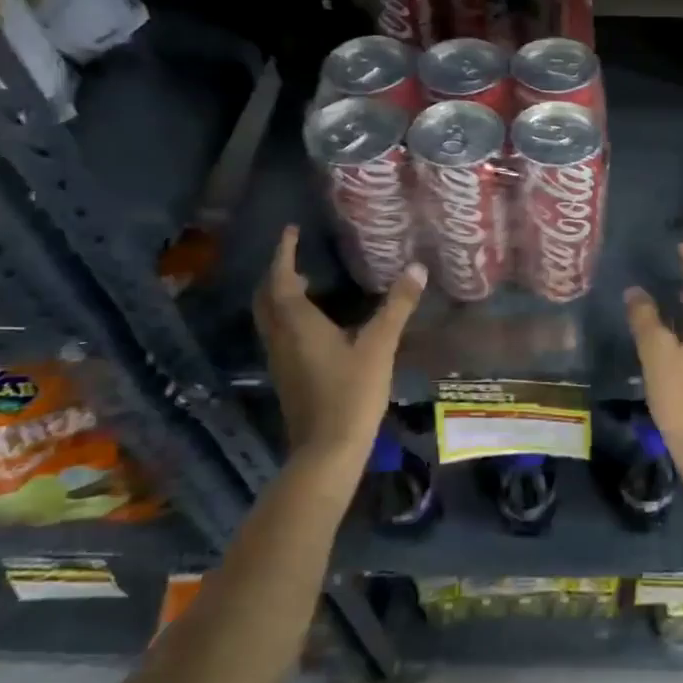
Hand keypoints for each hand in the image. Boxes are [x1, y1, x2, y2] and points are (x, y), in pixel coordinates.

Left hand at [254, 227, 425, 473]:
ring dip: (281, 296)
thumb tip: (417, 268)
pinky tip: (315, 324)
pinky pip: (279, 334)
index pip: (282, 278)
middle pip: (266, 298)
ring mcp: (280, 360)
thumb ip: (397, 306)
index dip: (284, 253)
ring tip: (307, 283)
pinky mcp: (287, 377)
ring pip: (270, 318)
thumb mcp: (379, 345)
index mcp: (297, 323)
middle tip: (295, 256)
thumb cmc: (351, 392)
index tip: (291, 231)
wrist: (327, 451)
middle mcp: (281, 337)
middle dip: (277, 273)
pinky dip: (288, 317)